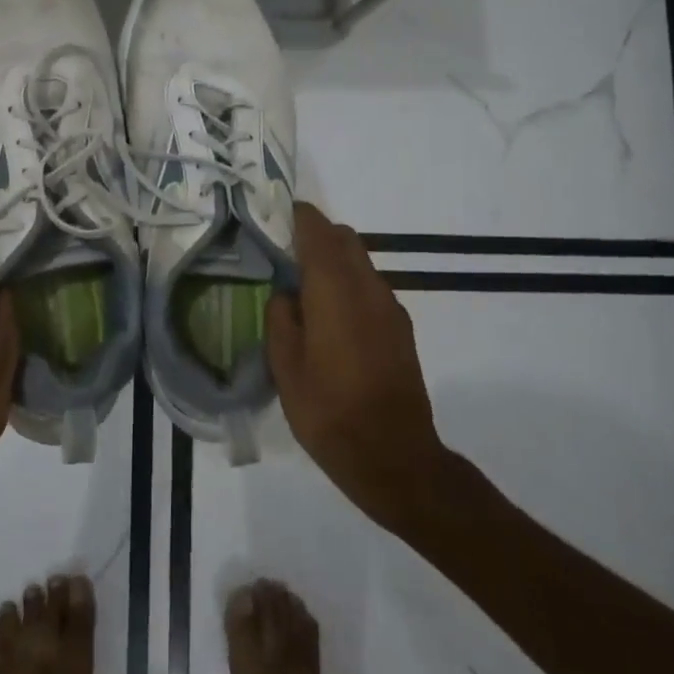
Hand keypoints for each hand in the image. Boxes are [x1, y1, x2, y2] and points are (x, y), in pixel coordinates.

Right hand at [266, 203, 445, 528]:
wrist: (394, 456)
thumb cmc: (329, 412)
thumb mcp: (285, 368)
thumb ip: (280, 319)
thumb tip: (285, 294)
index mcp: (334, 289)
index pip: (317, 230)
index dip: (295, 217)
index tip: (272, 217)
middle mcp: (367, 286)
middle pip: (343, 238)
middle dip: (315, 236)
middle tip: (283, 254)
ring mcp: (390, 306)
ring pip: (360, 261)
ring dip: (334, 261)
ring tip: (304, 288)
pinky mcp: (401, 327)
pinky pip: (371, 287)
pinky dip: (349, 284)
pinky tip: (331, 318)